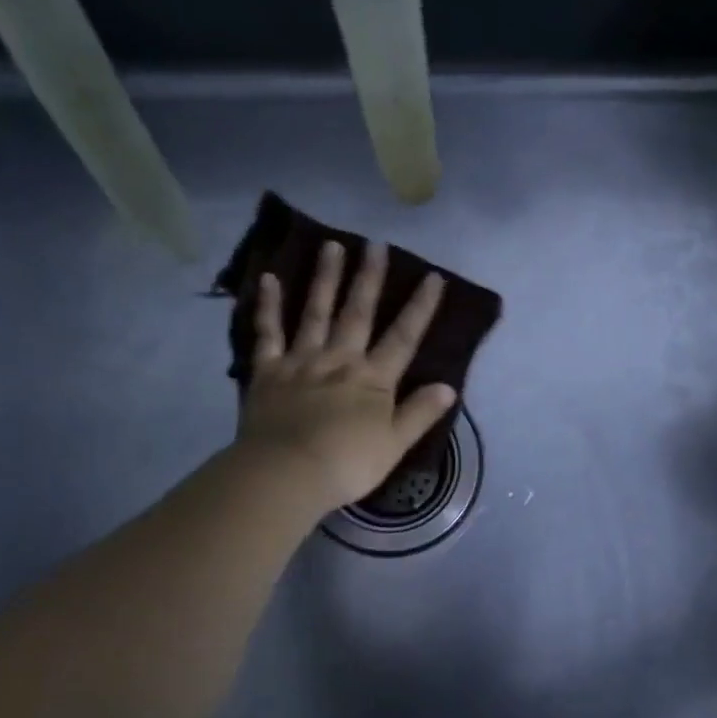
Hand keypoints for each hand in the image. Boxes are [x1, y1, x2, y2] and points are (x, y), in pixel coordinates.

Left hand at [239, 240, 455, 512]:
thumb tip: (448, 386)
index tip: (432, 276)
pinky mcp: (268, 371)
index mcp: (373, 379)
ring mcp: (302, 361)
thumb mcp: (396, 444)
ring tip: (332, 246)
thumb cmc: (347, 463)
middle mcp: (340, 360)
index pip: (403, 337)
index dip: (420, 307)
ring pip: (315, 312)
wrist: (286, 473)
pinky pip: (268, 333)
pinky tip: (269, 279)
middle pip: (358, 313)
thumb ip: (420, 413)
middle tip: (376, 244)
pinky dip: (268, 306)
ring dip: (325, 279)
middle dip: (369, 278)